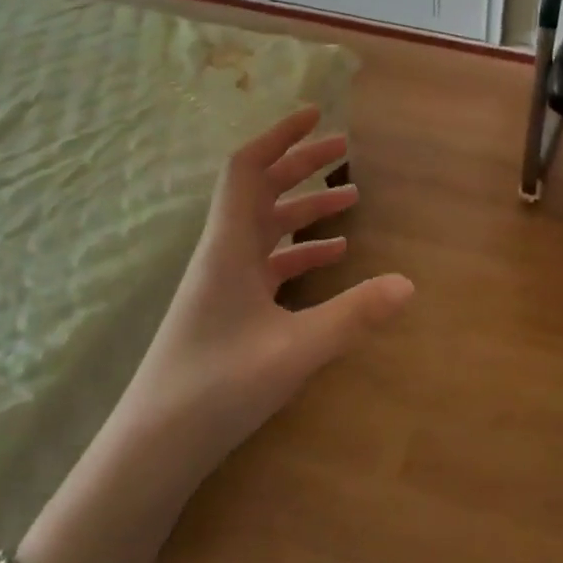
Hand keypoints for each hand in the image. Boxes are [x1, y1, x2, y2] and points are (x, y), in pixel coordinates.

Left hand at [124, 106, 413, 474]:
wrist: (153, 448)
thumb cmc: (217, 388)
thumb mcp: (295, 350)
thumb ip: (353, 315)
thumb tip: (409, 284)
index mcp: (229, 247)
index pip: (247, 170)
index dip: (279, 136)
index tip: (315, 115)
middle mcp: (223, 255)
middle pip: (261, 191)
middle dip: (301, 165)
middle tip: (345, 150)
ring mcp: (224, 284)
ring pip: (267, 228)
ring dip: (305, 209)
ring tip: (351, 199)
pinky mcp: (229, 310)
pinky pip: (268, 264)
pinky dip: (300, 251)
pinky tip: (333, 257)